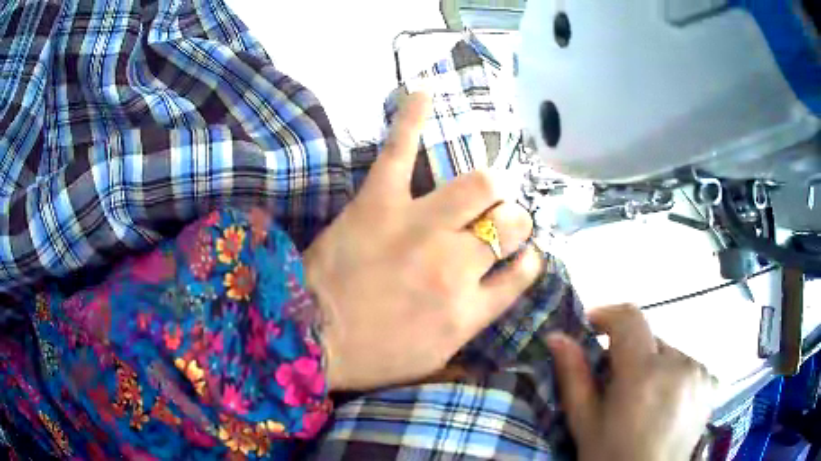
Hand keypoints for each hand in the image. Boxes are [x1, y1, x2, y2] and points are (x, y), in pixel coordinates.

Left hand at [303, 93, 541, 390]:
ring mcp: (419, 228)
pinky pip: (401, 151)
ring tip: (486, 186)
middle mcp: (457, 265)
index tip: (522, 254)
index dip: (527, 259)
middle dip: (513, 218)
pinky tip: (423, 92)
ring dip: (491, 185)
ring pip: (480, 186)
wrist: (308, 340)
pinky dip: (412, 119)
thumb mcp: (433, 359)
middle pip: (509, 224)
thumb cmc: (371, 357)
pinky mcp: (379, 203)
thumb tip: (496, 297)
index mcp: (469, 309)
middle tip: (501, 219)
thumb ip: (472, 329)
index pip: (521, 272)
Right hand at [546, 304, 714, 460]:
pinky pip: (686, 365)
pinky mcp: (711, 383)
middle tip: (616, 386)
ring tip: (643, 400)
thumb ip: (573, 376)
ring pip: (668, 352)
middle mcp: (678, 364)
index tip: (592, 327)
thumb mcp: (585, 422)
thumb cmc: (610, 456)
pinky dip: (672, 376)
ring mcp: (699, 373)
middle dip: (629, 354)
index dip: (607, 315)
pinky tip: (665, 404)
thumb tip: (557, 336)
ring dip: (652, 366)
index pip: (629, 318)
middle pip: (649, 339)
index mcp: (643, 374)